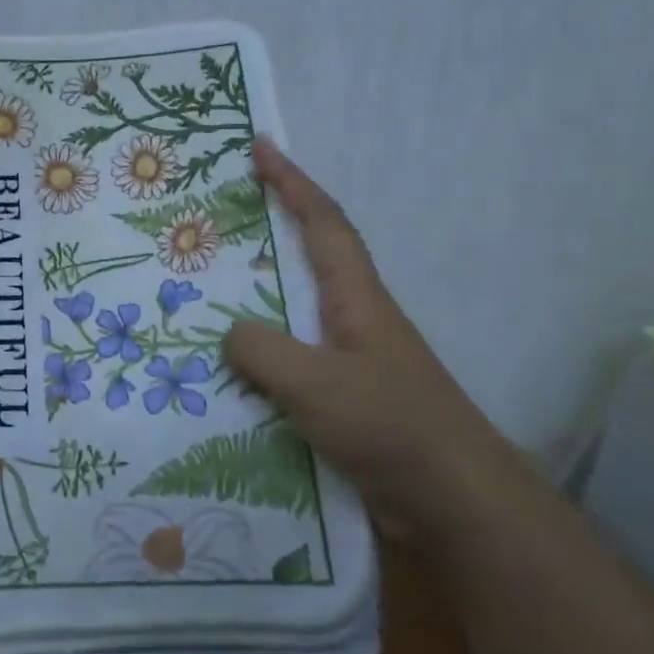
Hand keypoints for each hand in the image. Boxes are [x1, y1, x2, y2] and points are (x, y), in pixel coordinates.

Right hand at [222, 138, 516, 538]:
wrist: (456, 507)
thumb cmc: (392, 428)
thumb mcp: (317, 383)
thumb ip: (262, 350)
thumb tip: (228, 334)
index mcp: (355, 298)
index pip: (322, 223)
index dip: (291, 181)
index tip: (260, 146)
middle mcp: (350, 320)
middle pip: (302, 260)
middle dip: (261, 232)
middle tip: (208, 219)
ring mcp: (345, 361)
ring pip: (287, 315)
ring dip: (248, 300)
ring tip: (197, 294)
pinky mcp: (338, 401)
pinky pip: (284, 363)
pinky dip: (252, 357)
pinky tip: (219, 373)